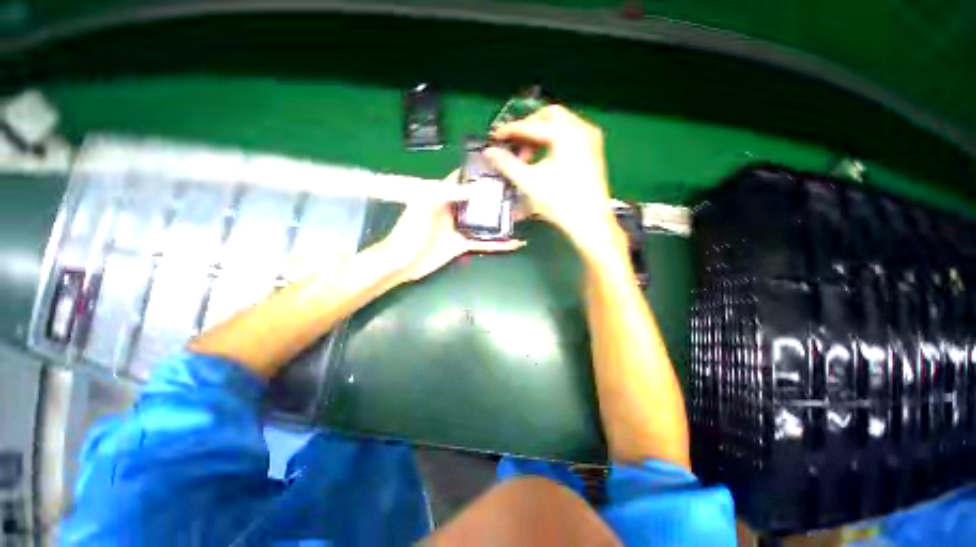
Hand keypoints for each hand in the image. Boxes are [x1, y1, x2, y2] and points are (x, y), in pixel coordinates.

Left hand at [381, 172, 524, 283]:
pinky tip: (513, 243)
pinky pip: (484, 242)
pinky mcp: (463, 245)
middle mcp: (453, 209)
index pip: (461, 179)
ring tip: (520, 214)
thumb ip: (449, 193)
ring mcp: (459, 228)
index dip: (477, 172)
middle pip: (476, 200)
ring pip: (483, 220)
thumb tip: (478, 188)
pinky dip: (498, 244)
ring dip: (499, 219)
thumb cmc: (410, 231)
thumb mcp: (425, 206)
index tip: (499, 167)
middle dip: (494, 195)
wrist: (403, 262)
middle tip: (517, 191)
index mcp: (441, 195)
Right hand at [484, 106, 620, 256]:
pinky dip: (553, 143)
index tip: (495, 138)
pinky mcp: (593, 152)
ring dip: (540, 137)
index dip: (510, 130)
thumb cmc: (560, 202)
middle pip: (549, 116)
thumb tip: (490, 152)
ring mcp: (591, 141)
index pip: (532, 124)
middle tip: (514, 145)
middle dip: (528, 129)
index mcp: (567, 133)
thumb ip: (507, 164)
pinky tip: (543, 162)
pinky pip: (569, 137)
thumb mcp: (529, 182)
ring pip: (560, 126)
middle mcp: (582, 130)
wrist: (590, 223)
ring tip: (527, 159)